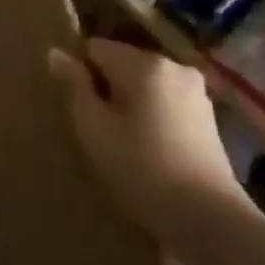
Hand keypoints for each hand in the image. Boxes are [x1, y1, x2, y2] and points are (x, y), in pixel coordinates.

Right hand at [46, 38, 246, 230]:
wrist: (207, 217)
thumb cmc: (139, 167)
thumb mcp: (92, 127)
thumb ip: (74, 85)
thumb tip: (56, 53)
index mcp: (144, 63)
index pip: (95, 48)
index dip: (80, 73)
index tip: (78, 107)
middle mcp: (173, 66)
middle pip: (122, 63)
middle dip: (106, 87)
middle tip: (97, 128)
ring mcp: (195, 91)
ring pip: (144, 85)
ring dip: (129, 103)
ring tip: (122, 141)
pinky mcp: (208, 117)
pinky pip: (164, 102)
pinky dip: (151, 116)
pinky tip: (148, 148)